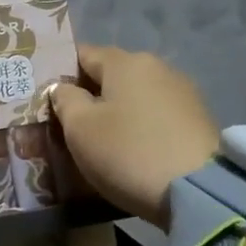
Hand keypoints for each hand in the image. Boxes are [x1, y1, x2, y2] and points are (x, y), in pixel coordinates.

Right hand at [50, 45, 220, 227]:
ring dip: (116, 112)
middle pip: (112, 75)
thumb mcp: (81, 128)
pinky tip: (130, 149)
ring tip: (98, 140)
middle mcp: (157, 67)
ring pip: (135, 96)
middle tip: (67, 123)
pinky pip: (155, 116)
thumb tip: (63, 88)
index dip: (61, 72)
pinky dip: (139, 127)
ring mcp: (182, 93)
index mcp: (126, 62)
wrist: (199, 191)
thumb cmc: (128, 152)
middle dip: (89, 94)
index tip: (46, 96)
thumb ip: (65, 100)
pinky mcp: (197, 120)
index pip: (84, 54)